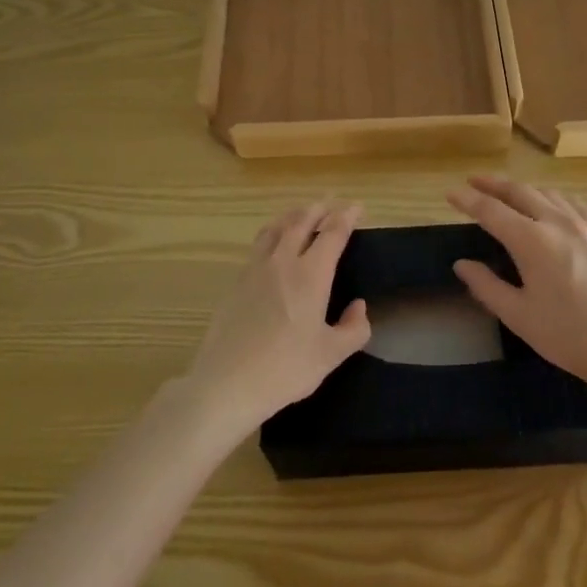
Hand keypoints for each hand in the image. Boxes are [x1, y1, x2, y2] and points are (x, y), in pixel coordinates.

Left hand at [184, 201, 371, 437]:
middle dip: (319, 209)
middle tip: (331, 204)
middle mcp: (283, 262)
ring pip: (276, 228)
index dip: (346, 216)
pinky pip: (258, 244)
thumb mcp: (330, 355)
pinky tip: (273, 244)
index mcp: (311, 274)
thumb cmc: (285, 368)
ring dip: (293, 215)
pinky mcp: (236, 281)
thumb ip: (353, 329)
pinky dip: (272, 233)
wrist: (227, 382)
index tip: (357, 206)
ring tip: (301, 214)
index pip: (332, 233)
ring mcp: (255, 269)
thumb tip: (358, 307)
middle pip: (301, 221)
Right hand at [446, 175, 586, 398]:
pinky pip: (574, 204)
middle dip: (493, 184)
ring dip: (523, 188)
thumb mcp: (519, 316)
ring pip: (548, 193)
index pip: (490, 211)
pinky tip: (553, 204)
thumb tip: (462, 264)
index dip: (468, 200)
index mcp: (531, 240)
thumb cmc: (570, 336)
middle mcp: (557, 222)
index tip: (451, 193)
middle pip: (520, 191)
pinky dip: (554, 197)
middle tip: (474, 181)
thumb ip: (487, 286)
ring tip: (508, 192)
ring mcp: (585, 226)